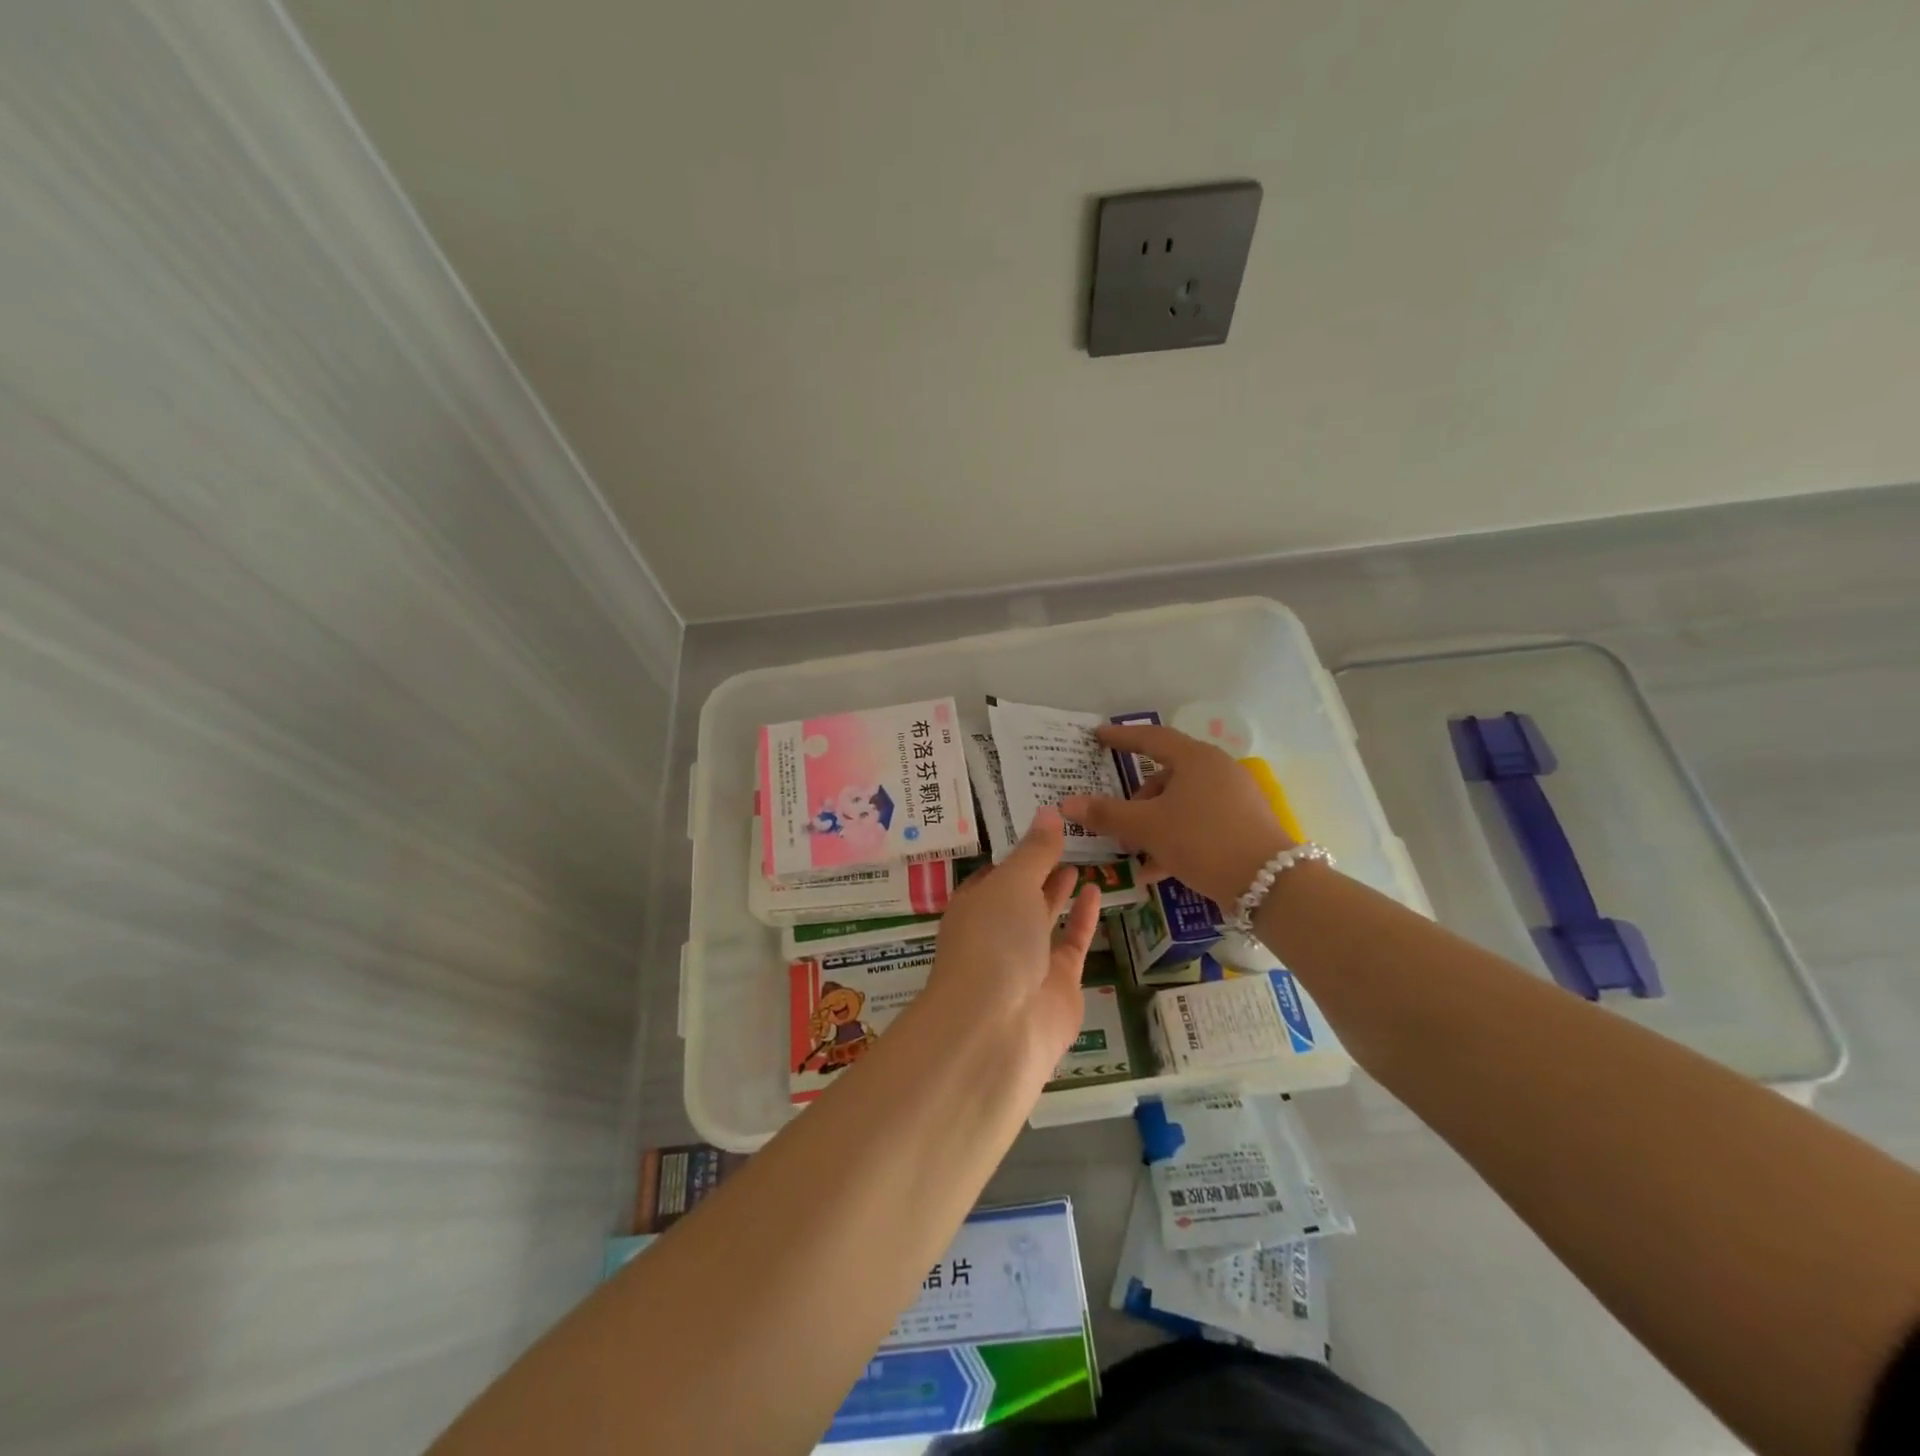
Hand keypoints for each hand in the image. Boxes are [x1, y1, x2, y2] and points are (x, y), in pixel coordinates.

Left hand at [916, 808, 1101, 1083]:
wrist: (1000, 1025)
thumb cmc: (994, 940)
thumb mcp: (1012, 883)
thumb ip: (1035, 850)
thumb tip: (1048, 811)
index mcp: (973, 906)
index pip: (993, 873)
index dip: (1015, 852)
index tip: (1039, 826)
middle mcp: (996, 932)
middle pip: (1019, 895)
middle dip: (1038, 870)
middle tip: (1066, 839)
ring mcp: (1027, 960)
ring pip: (1044, 918)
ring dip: (1059, 892)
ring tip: (1080, 861)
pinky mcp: (1058, 983)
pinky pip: (1072, 942)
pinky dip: (1083, 917)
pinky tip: (1096, 889)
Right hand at [1060, 724, 1291, 905]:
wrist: (1270, 884)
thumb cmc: (1202, 841)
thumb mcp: (1148, 828)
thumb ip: (1106, 814)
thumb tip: (1065, 803)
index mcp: (1195, 759)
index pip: (1150, 738)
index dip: (1121, 737)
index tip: (1097, 736)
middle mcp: (1217, 770)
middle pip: (1166, 775)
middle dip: (1136, 800)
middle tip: (1116, 819)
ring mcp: (1233, 797)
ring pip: (1181, 803)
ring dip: (1153, 824)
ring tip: (1133, 852)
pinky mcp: (1243, 824)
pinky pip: (1198, 822)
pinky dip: (1174, 838)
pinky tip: (1156, 870)